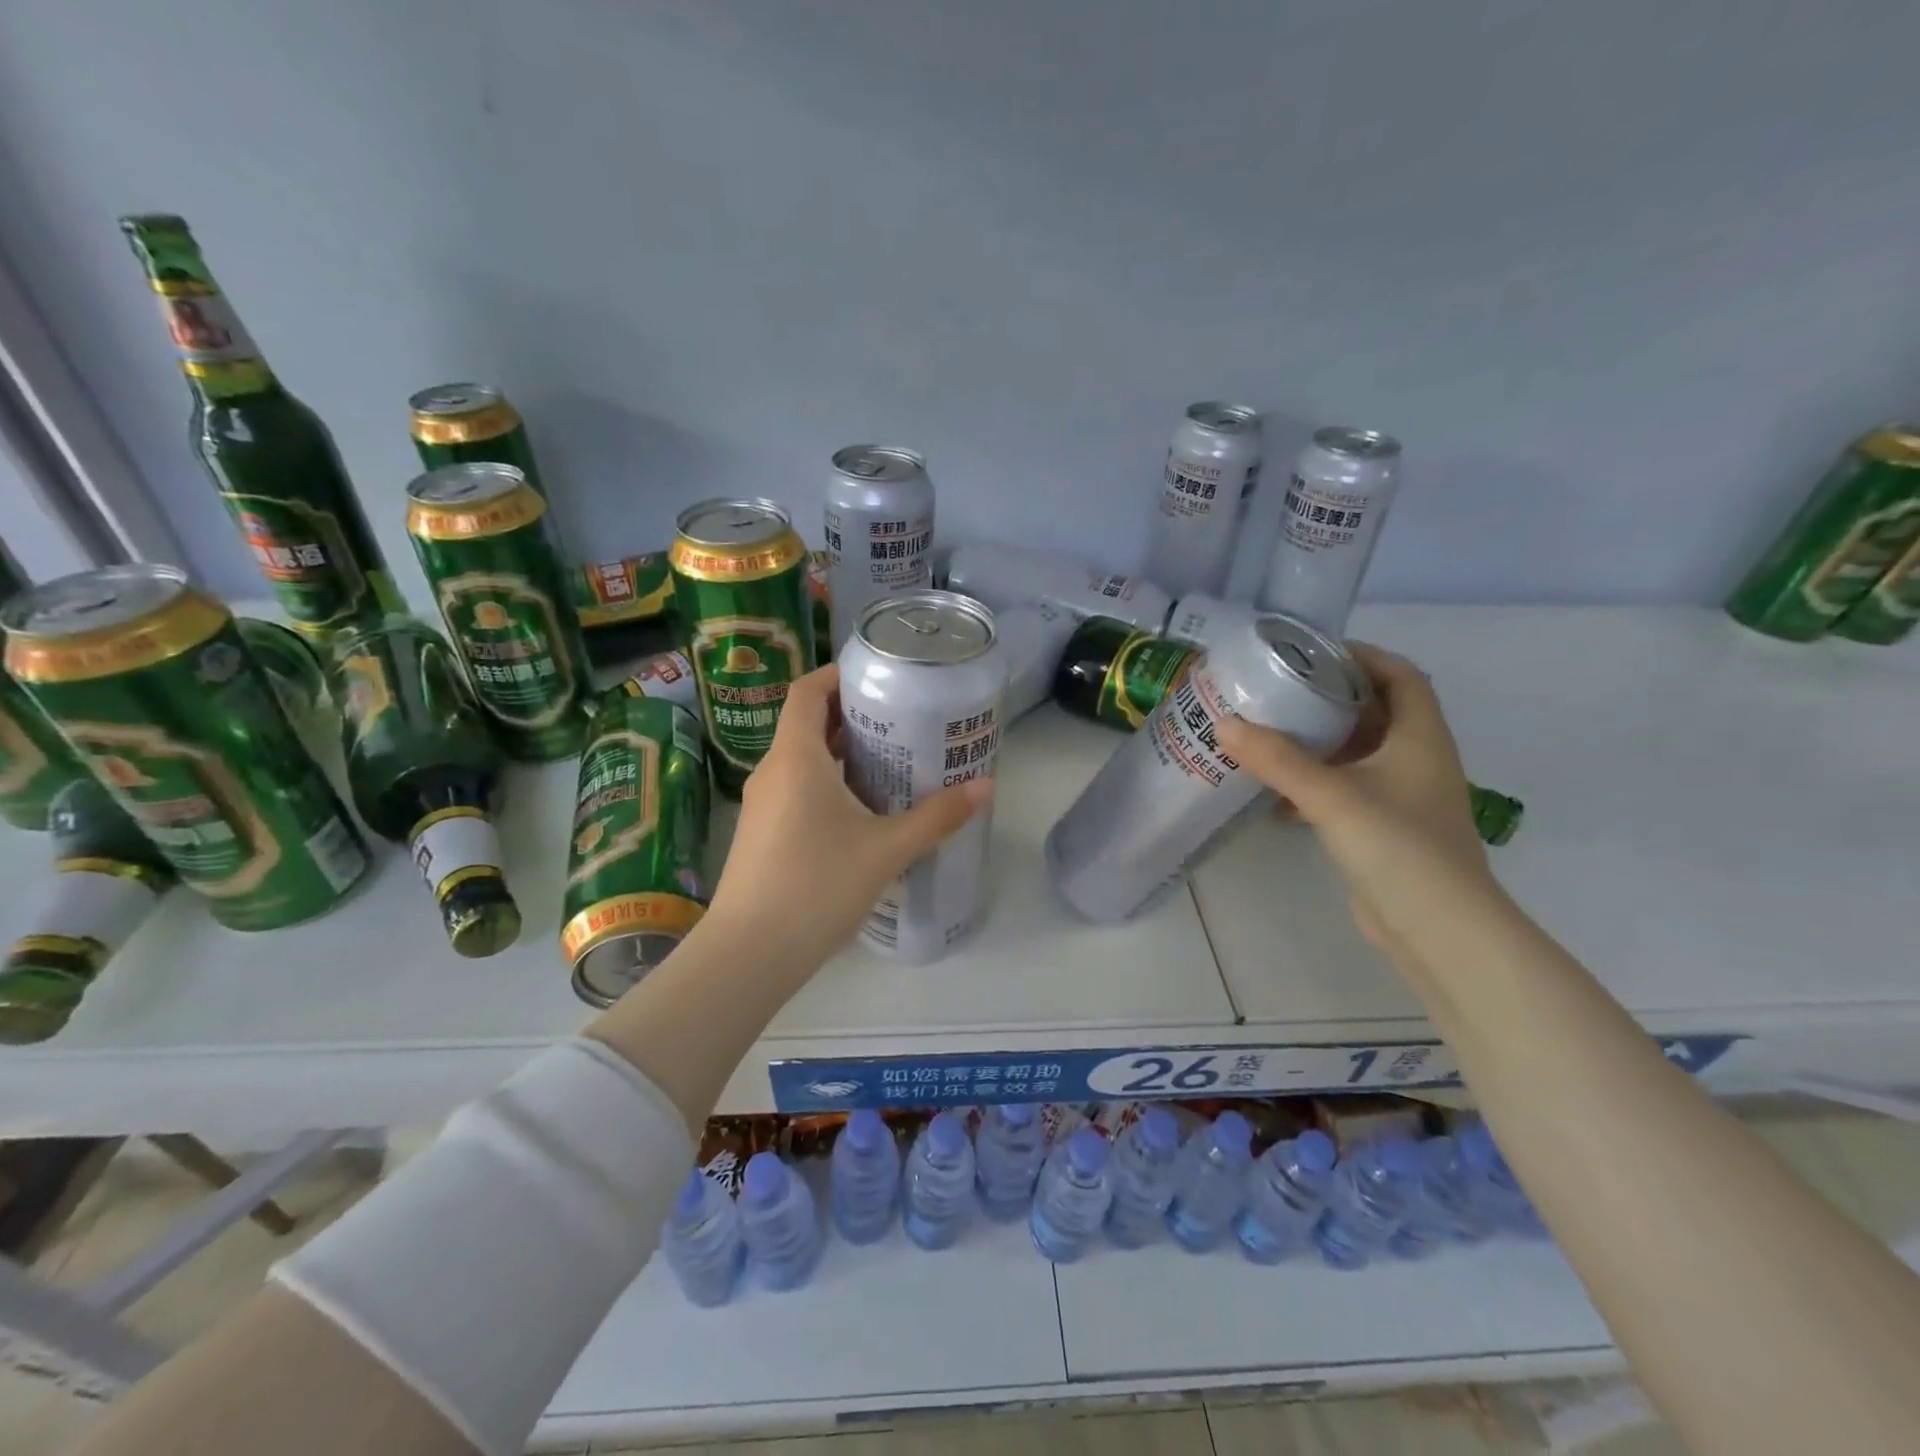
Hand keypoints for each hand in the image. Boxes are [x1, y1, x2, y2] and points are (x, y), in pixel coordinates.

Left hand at [704, 664, 991, 978]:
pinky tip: (861, 811)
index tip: (878, 678)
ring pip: (801, 760)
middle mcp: (772, 771)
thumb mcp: (886, 850)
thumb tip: (985, 787)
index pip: (807, 691)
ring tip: (889, 762)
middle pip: (807, 723)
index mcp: (796, 757)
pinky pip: (795, 789)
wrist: (749, 953)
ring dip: (840, 753)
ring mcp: (761, 804)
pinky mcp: (761, 834)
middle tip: (900, 721)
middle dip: (851, 716)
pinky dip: (826, 783)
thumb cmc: (817, 886)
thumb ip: (937, 817)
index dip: (838, 675)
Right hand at [1216, 643, 1499, 967]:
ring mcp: (1401, 797)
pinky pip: (1344, 789)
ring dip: (1317, 742)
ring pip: (1357, 753)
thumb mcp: (1333, 796)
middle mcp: (1415, 759)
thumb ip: (1278, 760)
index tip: (1312, 652)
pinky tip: (1274, 794)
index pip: (1401, 676)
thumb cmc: (1399, 848)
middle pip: (1375, 712)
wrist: (1439, 930)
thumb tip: (1224, 723)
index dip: (1363, 656)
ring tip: (1267, 733)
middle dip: (1329, 697)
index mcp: (1420, 737)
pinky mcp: (1383, 829)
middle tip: (1277, 690)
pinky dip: (1312, 783)